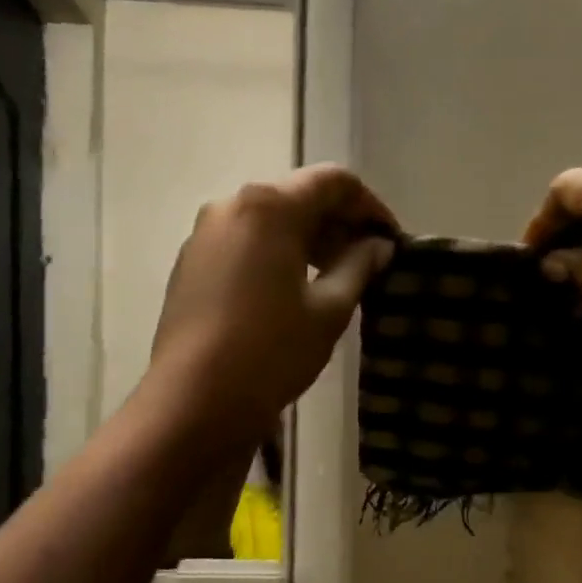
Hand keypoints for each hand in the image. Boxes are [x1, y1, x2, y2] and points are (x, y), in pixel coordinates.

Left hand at [146, 164, 396, 447]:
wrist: (195, 400)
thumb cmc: (272, 351)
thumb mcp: (329, 311)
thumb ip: (359, 266)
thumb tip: (378, 245)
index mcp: (269, 206)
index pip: (334, 182)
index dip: (370, 207)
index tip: (391, 241)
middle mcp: (231, 205)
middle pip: (297, 197)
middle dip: (337, 224)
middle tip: (367, 263)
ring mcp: (204, 235)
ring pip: (268, 221)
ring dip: (306, 241)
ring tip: (333, 280)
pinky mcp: (190, 265)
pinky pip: (243, 244)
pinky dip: (275, 255)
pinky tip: (291, 293)